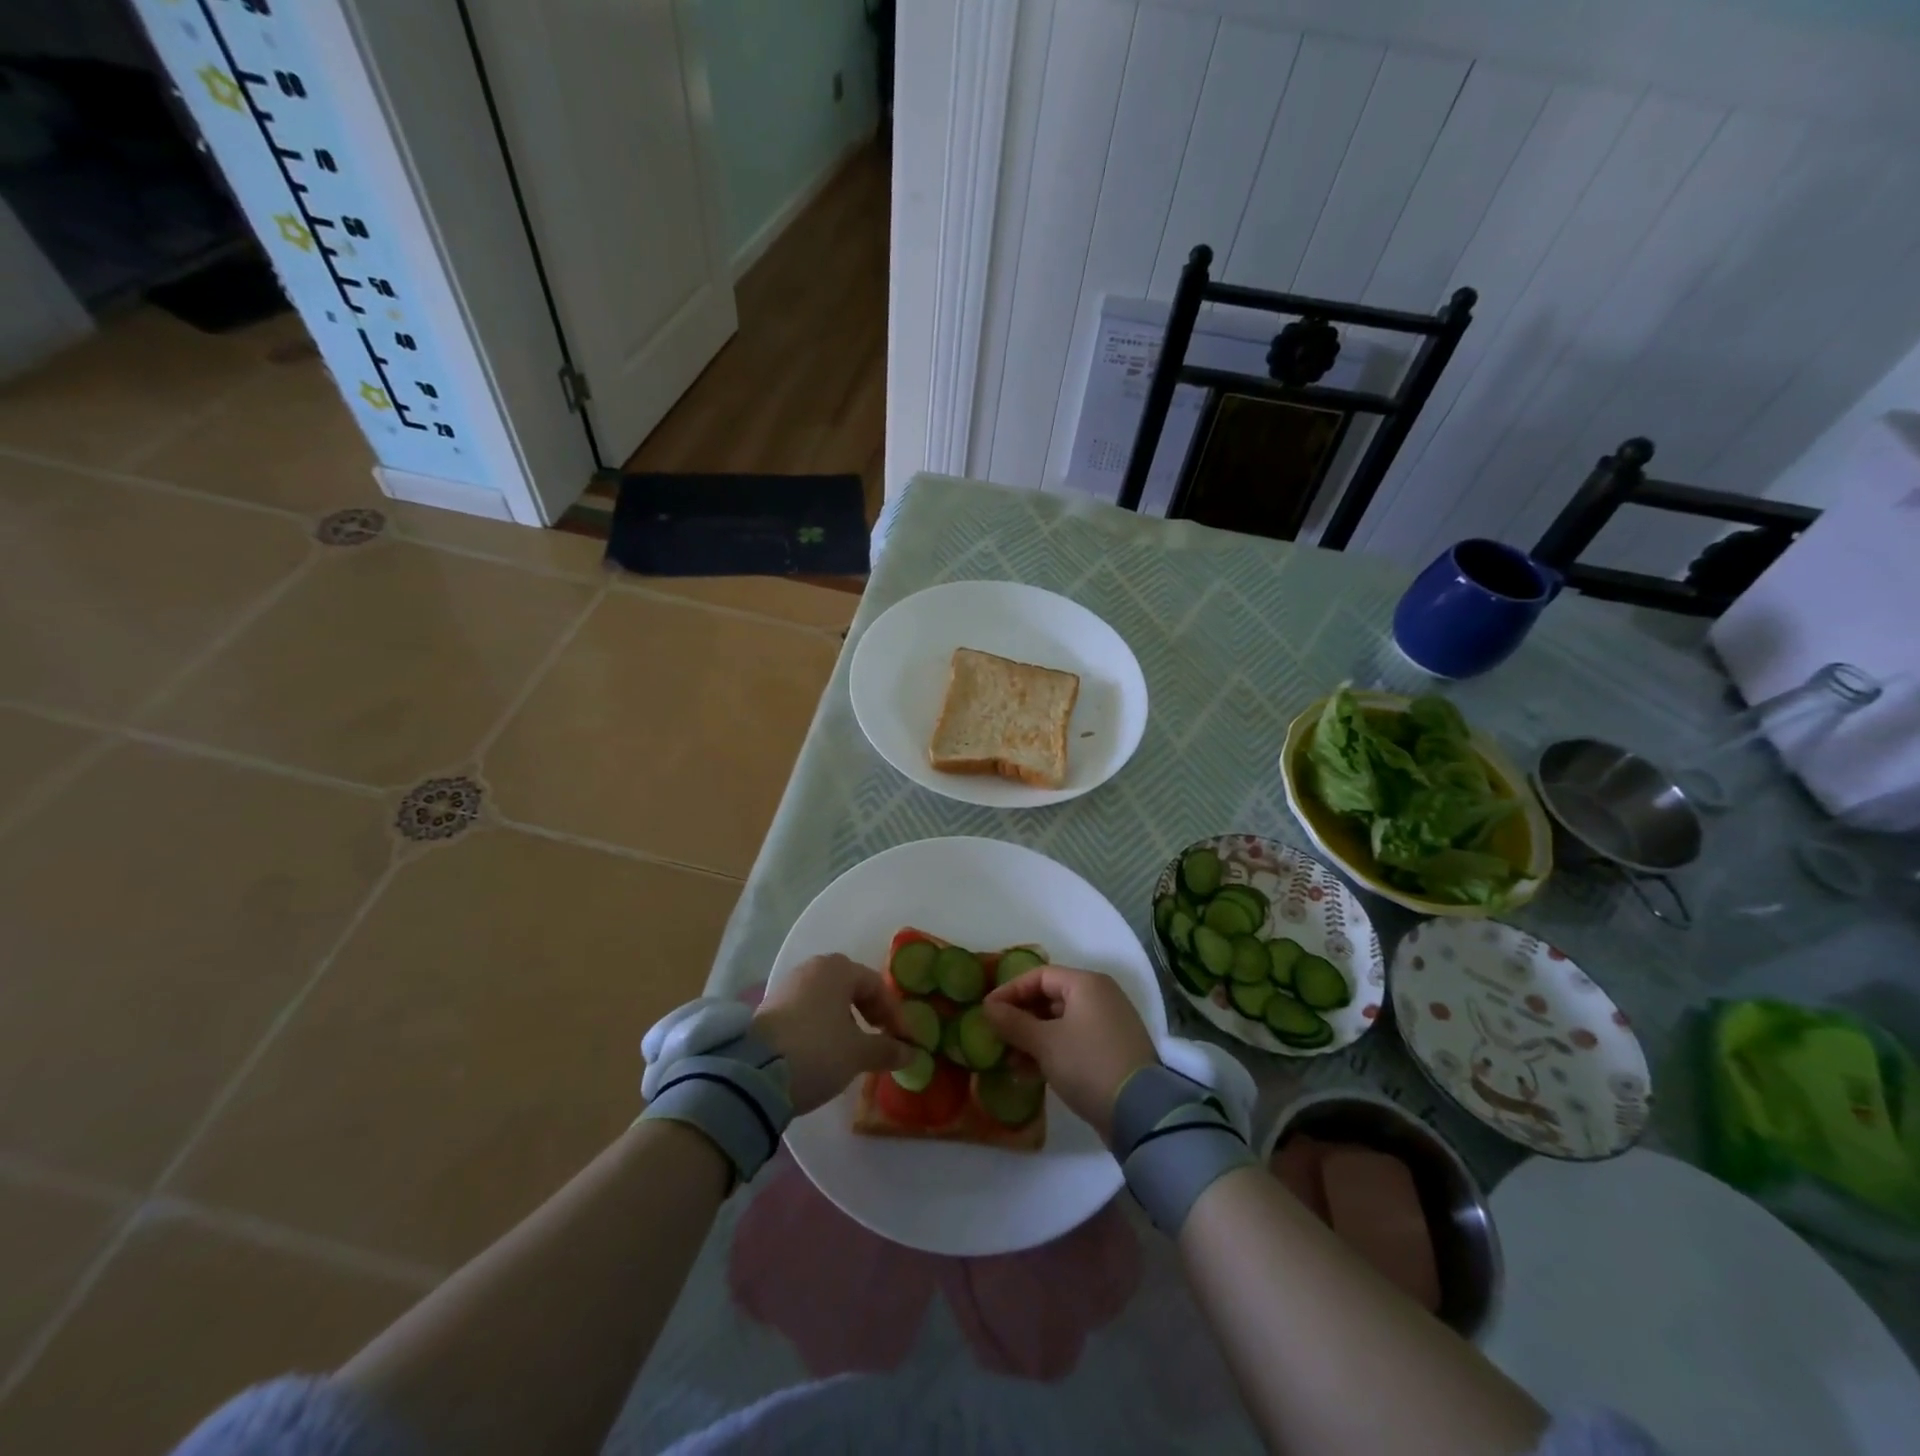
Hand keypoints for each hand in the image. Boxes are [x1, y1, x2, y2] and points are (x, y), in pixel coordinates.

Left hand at [752, 954, 914, 1114]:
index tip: (905, 1041)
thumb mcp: (858, 1053)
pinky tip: (826, 1050)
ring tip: (855, 1048)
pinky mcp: (770, 1008)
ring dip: (846, 1021)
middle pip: (851, 987)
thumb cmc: (817, 1051)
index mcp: (837, 968)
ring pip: (828, 999)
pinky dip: (824, 1026)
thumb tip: (911, 1052)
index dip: (895, 1014)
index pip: (877, 985)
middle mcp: (812, 968)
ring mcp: (788, 986)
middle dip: (871, 1013)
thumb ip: (887, 1049)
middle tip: (882, 1039)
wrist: (753, 1075)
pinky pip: (808, 1010)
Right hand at [983, 966, 1156, 1139]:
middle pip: (1051, 998)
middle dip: (1021, 1018)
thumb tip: (988, 1008)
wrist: (1140, 1112)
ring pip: (1061, 1023)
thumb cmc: (1088, 1063)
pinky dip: (1052, 1051)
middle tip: (997, 1037)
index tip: (987, 1012)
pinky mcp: (1113, 1051)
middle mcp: (1101, 997)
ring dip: (1033, 1039)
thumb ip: (1013, 1022)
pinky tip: (1031, 1074)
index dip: (1010, 991)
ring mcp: (1109, 1025)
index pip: (1040, 976)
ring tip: (1009, 1062)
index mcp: (1087, 984)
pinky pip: (1074, 1041)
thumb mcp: (1045, 1043)